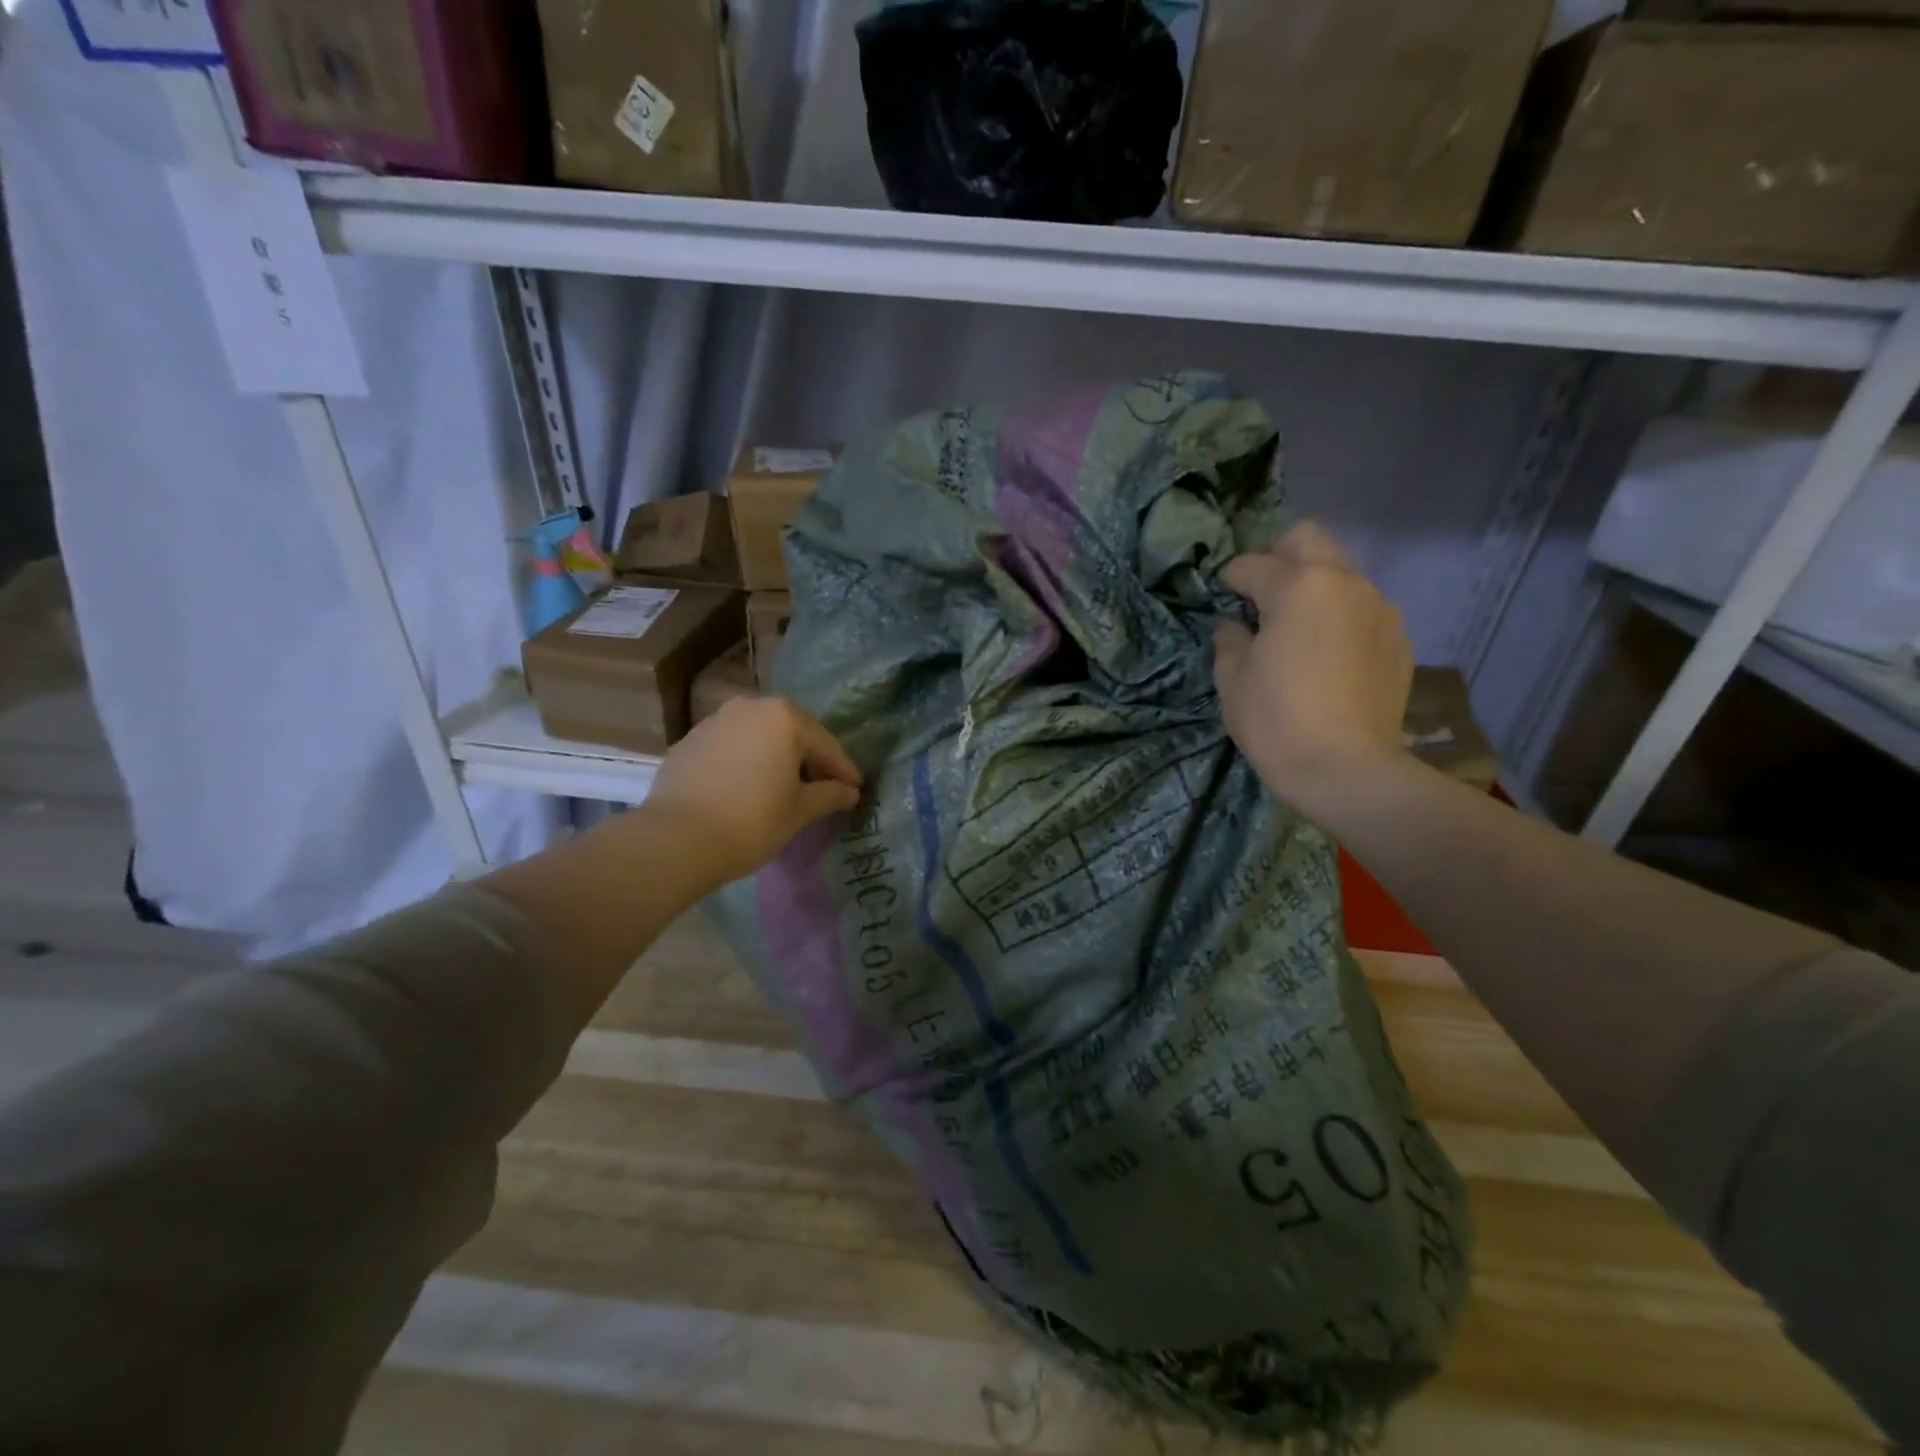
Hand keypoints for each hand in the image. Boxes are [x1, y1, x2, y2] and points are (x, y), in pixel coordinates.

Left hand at [639, 696, 862, 890]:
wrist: (675, 840)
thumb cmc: (751, 822)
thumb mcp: (800, 811)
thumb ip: (829, 795)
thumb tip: (849, 791)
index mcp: (784, 717)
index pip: (826, 744)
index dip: (844, 770)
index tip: (856, 790)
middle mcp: (750, 707)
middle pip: (792, 731)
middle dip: (810, 757)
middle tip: (823, 785)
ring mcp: (715, 721)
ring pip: (759, 736)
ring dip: (775, 756)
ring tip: (783, 786)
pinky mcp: (689, 741)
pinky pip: (731, 747)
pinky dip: (745, 761)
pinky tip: (746, 787)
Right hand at [1213, 522, 1413, 813]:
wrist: (1347, 770)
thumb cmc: (1276, 719)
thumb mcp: (1233, 679)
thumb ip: (1230, 639)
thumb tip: (1235, 625)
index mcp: (1298, 586)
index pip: (1251, 565)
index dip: (1229, 582)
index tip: (1221, 601)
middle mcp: (1345, 583)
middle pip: (1307, 540)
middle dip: (1278, 558)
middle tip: (1261, 598)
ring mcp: (1380, 608)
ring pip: (1340, 574)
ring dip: (1314, 589)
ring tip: (1298, 632)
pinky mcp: (1399, 639)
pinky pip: (1362, 610)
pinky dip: (1340, 618)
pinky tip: (1329, 659)